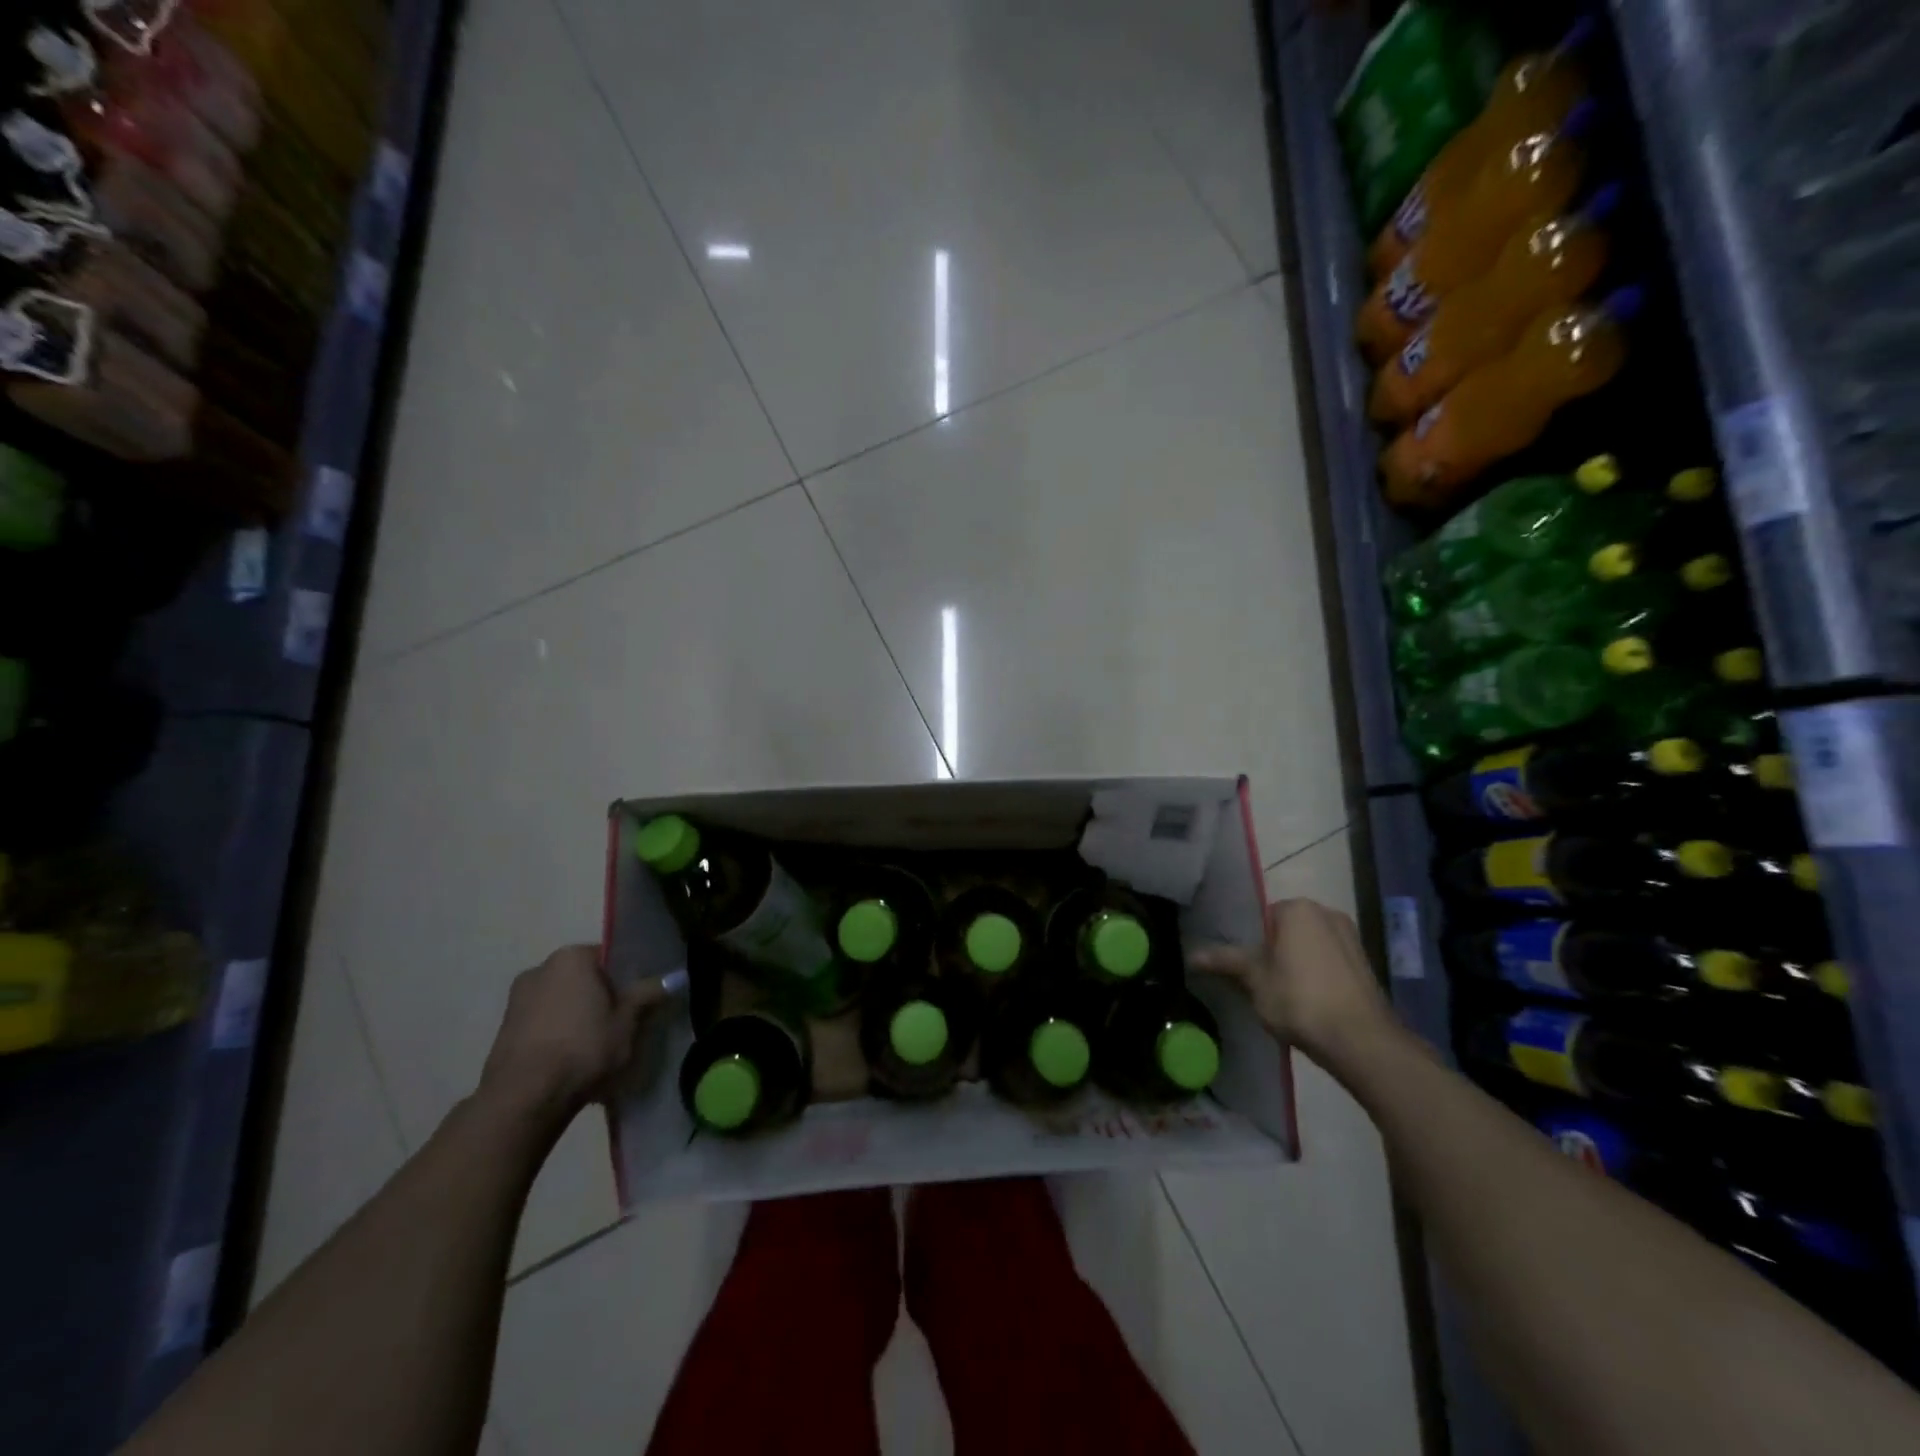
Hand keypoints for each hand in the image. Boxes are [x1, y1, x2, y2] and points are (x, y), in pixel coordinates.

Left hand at [478, 945, 666, 1124]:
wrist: (524, 1098)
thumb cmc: (583, 1047)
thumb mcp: (627, 1021)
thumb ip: (648, 994)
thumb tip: (676, 976)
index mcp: (572, 957)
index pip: (610, 957)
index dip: (629, 979)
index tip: (639, 1001)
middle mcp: (540, 968)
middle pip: (584, 979)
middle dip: (601, 998)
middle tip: (622, 1024)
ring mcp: (517, 1000)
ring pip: (562, 1002)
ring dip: (578, 1017)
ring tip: (598, 1047)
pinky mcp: (504, 1030)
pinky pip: (543, 1024)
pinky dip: (559, 1035)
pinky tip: (572, 1060)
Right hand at [1189, 898, 1394, 1063]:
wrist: (1361, 1041)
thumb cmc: (1299, 999)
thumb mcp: (1254, 980)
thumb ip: (1225, 962)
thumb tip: (1191, 955)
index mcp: (1298, 908)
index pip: (1262, 917)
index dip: (1250, 943)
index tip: (1244, 967)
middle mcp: (1327, 913)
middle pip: (1287, 930)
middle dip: (1274, 952)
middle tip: (1259, 982)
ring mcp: (1351, 939)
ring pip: (1310, 947)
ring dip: (1296, 964)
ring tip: (1283, 995)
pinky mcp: (1365, 965)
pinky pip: (1329, 963)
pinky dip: (1317, 976)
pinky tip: (1309, 1002)